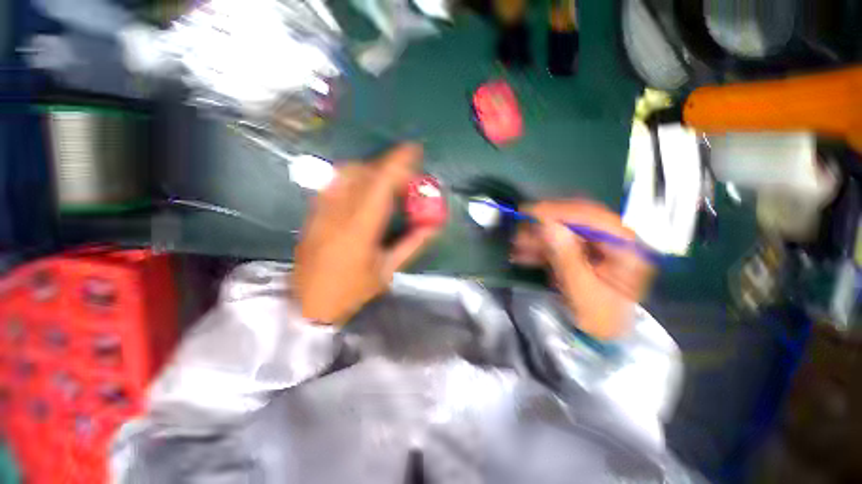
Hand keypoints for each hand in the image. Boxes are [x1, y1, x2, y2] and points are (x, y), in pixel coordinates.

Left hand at [294, 144, 438, 323]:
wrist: (308, 305)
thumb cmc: (351, 293)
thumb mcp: (387, 271)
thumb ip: (411, 245)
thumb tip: (433, 227)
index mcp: (359, 230)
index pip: (379, 184)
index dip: (397, 163)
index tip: (413, 150)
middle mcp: (337, 214)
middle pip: (363, 173)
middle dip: (388, 166)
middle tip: (405, 175)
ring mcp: (321, 212)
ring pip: (345, 174)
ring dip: (370, 170)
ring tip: (386, 180)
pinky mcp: (312, 214)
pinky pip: (333, 184)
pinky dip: (352, 178)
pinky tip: (363, 188)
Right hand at [511, 200, 653, 339]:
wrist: (603, 332)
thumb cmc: (600, 316)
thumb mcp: (583, 290)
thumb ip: (567, 257)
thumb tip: (547, 225)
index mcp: (627, 248)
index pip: (594, 218)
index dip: (562, 212)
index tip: (533, 213)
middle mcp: (613, 240)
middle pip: (578, 220)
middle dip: (546, 224)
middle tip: (521, 230)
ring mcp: (597, 245)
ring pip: (565, 230)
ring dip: (539, 236)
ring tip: (518, 244)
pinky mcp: (582, 251)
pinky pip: (559, 242)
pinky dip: (540, 246)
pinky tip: (524, 252)